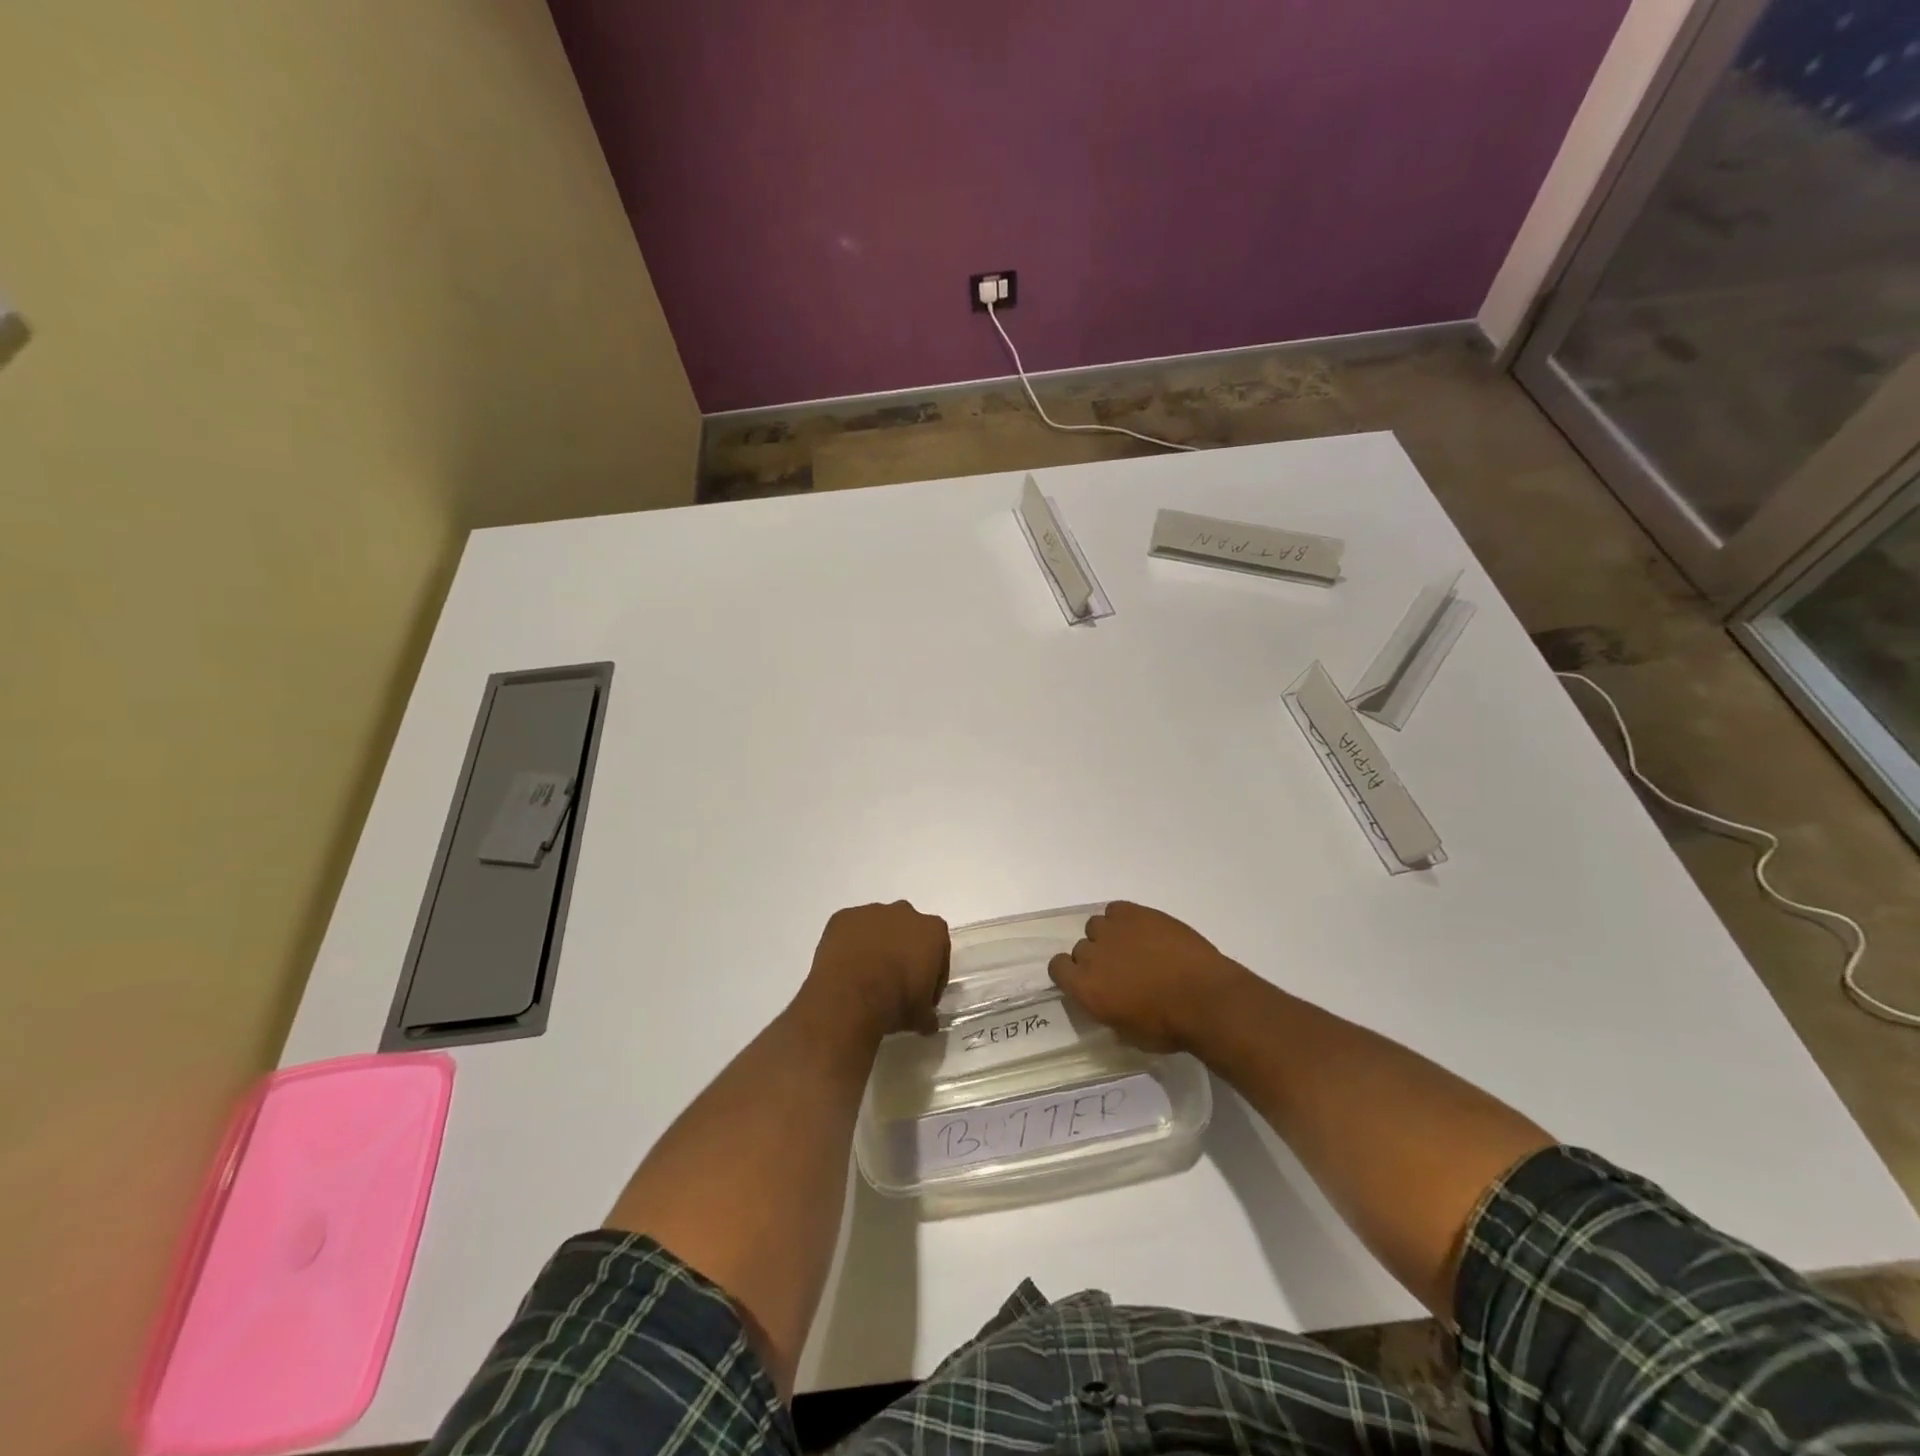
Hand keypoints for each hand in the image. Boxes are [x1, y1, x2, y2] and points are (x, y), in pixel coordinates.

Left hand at [797, 901, 949, 1041]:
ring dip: (875, 947)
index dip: (932, 975)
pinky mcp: (842, 917)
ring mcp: (871, 912)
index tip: (923, 996)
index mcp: (932, 930)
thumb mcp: (920, 1017)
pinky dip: (849, 946)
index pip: (939, 951)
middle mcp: (904, 913)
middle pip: (908, 932)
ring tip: (865, 978)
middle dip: (904, 953)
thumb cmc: (895, 1002)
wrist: (850, 997)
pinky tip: (845, 969)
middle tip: (894, 984)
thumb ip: (928, 1014)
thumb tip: (928, 1023)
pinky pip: (850, 930)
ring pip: (878, 928)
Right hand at [1048, 902, 1250, 1052]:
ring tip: (1133, 949)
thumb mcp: (1129, 1035)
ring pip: (1096, 926)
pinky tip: (1142, 932)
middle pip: (1080, 948)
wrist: (1205, 999)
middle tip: (1119, 971)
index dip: (1070, 974)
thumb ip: (1109, 1015)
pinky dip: (1124, 919)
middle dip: (1095, 958)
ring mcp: (1113, 930)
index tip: (1087, 981)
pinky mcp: (1136, 913)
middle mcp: (1091, 954)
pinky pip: (1116, 910)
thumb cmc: (1168, 1027)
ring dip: (1109, 937)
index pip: (1057, 968)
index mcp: (1085, 987)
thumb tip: (1110, 1006)